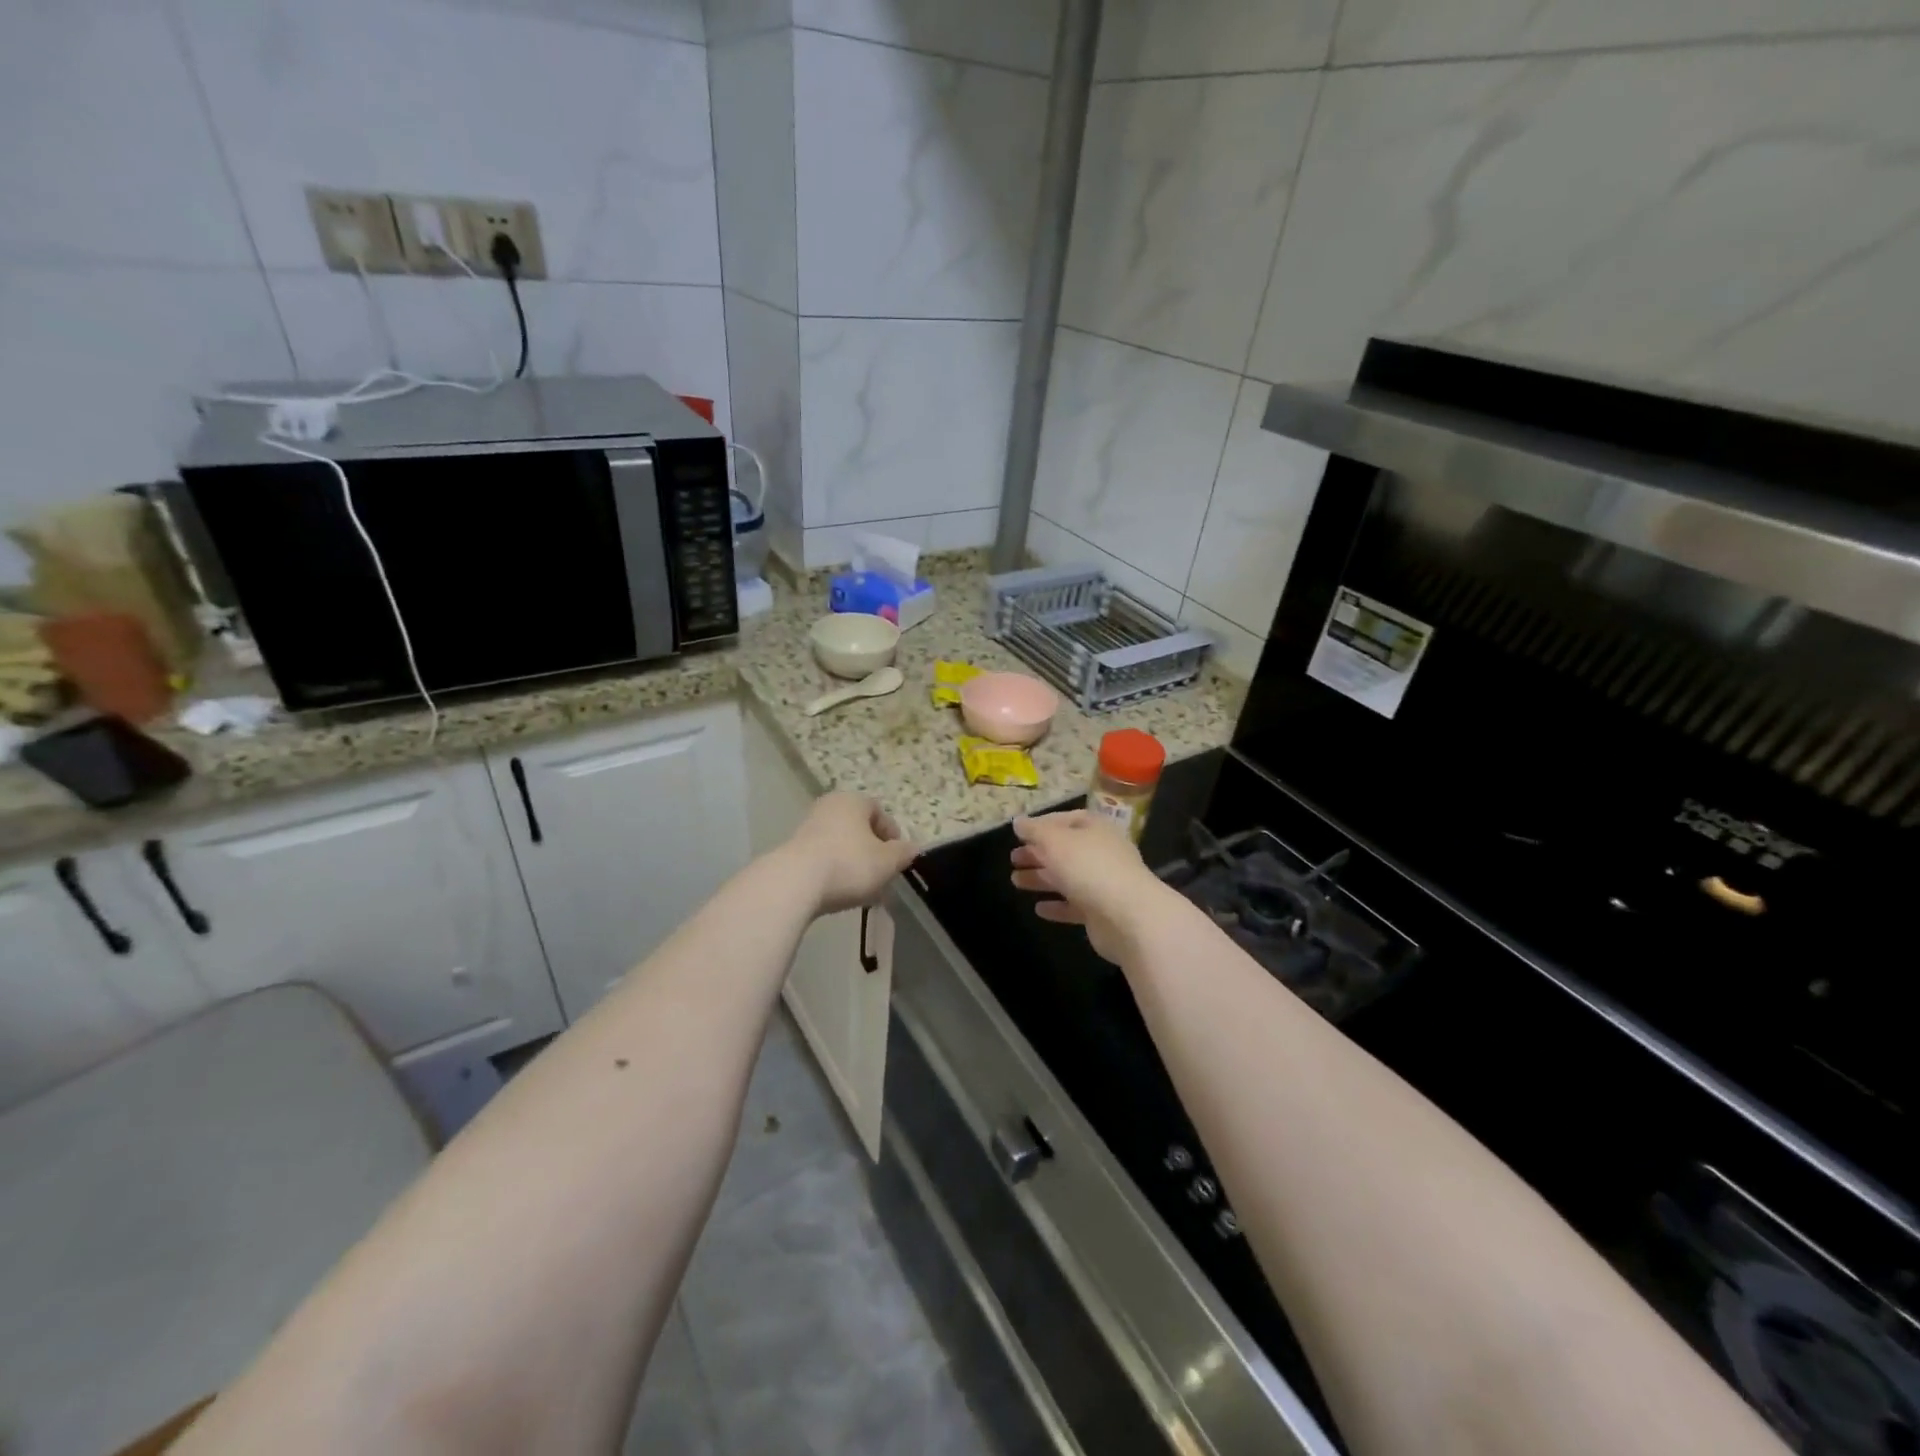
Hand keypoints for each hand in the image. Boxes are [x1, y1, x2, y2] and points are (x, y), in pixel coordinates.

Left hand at [783, 793, 918, 914]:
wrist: (794, 883)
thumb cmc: (848, 864)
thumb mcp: (887, 862)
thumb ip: (903, 853)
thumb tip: (912, 848)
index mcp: (853, 800)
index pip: (880, 813)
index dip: (893, 837)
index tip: (897, 861)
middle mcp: (829, 806)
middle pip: (859, 828)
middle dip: (872, 852)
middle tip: (881, 876)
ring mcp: (807, 826)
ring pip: (841, 844)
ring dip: (853, 862)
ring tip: (861, 889)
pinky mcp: (792, 849)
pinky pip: (822, 857)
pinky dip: (833, 870)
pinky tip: (838, 891)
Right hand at [1010, 811, 1178, 963]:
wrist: (1128, 916)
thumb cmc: (1089, 867)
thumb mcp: (1055, 841)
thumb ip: (1035, 830)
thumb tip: (1018, 821)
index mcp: (1095, 828)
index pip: (1067, 819)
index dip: (1042, 824)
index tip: (1019, 834)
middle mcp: (1102, 852)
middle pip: (1065, 849)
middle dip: (1038, 853)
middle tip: (1013, 859)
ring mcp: (1104, 883)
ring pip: (1067, 877)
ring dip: (1041, 878)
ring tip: (1015, 881)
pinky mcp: (1102, 912)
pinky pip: (1075, 906)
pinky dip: (1057, 906)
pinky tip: (1039, 909)